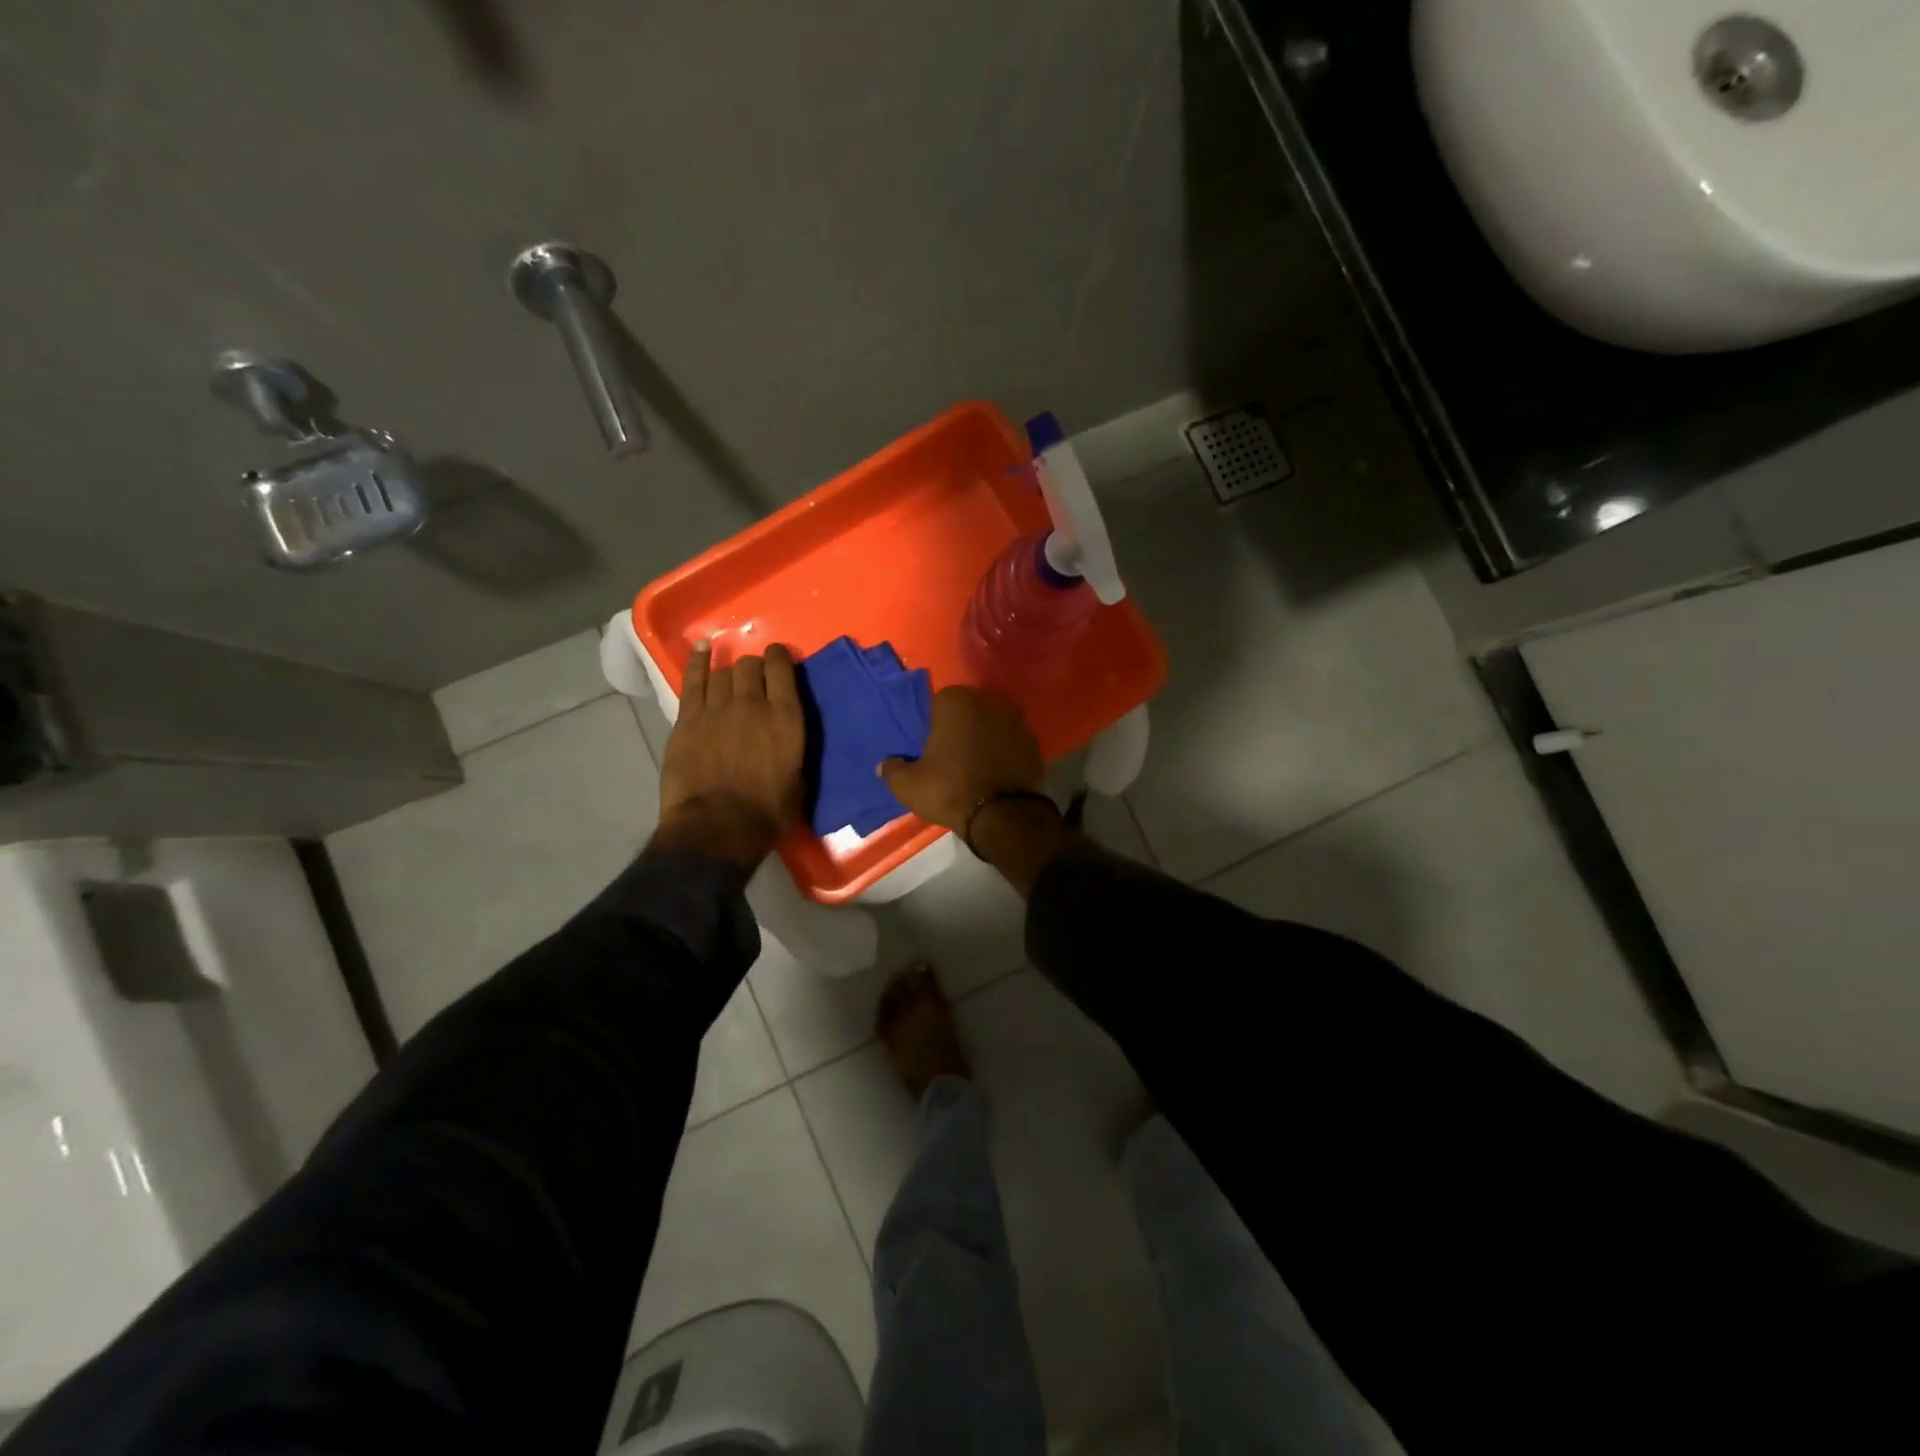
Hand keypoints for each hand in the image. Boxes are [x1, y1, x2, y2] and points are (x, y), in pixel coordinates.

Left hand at [654, 641, 805, 874]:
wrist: (717, 827)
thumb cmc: (766, 814)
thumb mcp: (798, 782)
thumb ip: (792, 752)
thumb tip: (786, 744)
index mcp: (786, 719)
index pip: (783, 671)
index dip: (780, 658)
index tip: (778, 656)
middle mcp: (753, 704)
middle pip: (750, 667)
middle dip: (754, 666)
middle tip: (754, 675)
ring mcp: (716, 709)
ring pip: (723, 672)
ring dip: (729, 671)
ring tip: (730, 674)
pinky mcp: (687, 720)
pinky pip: (693, 680)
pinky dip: (698, 661)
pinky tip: (702, 649)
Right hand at [880, 687, 1075, 895]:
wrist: (1002, 815)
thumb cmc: (949, 790)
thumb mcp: (908, 785)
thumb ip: (892, 770)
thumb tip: (885, 765)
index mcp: (956, 701)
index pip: (939, 703)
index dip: (935, 725)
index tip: (932, 746)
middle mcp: (990, 701)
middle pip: (970, 710)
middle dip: (962, 727)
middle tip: (952, 755)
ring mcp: (1017, 721)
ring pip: (993, 725)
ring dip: (986, 738)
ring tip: (976, 765)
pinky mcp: (1035, 743)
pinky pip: (1012, 743)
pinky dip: (1005, 753)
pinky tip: (996, 773)